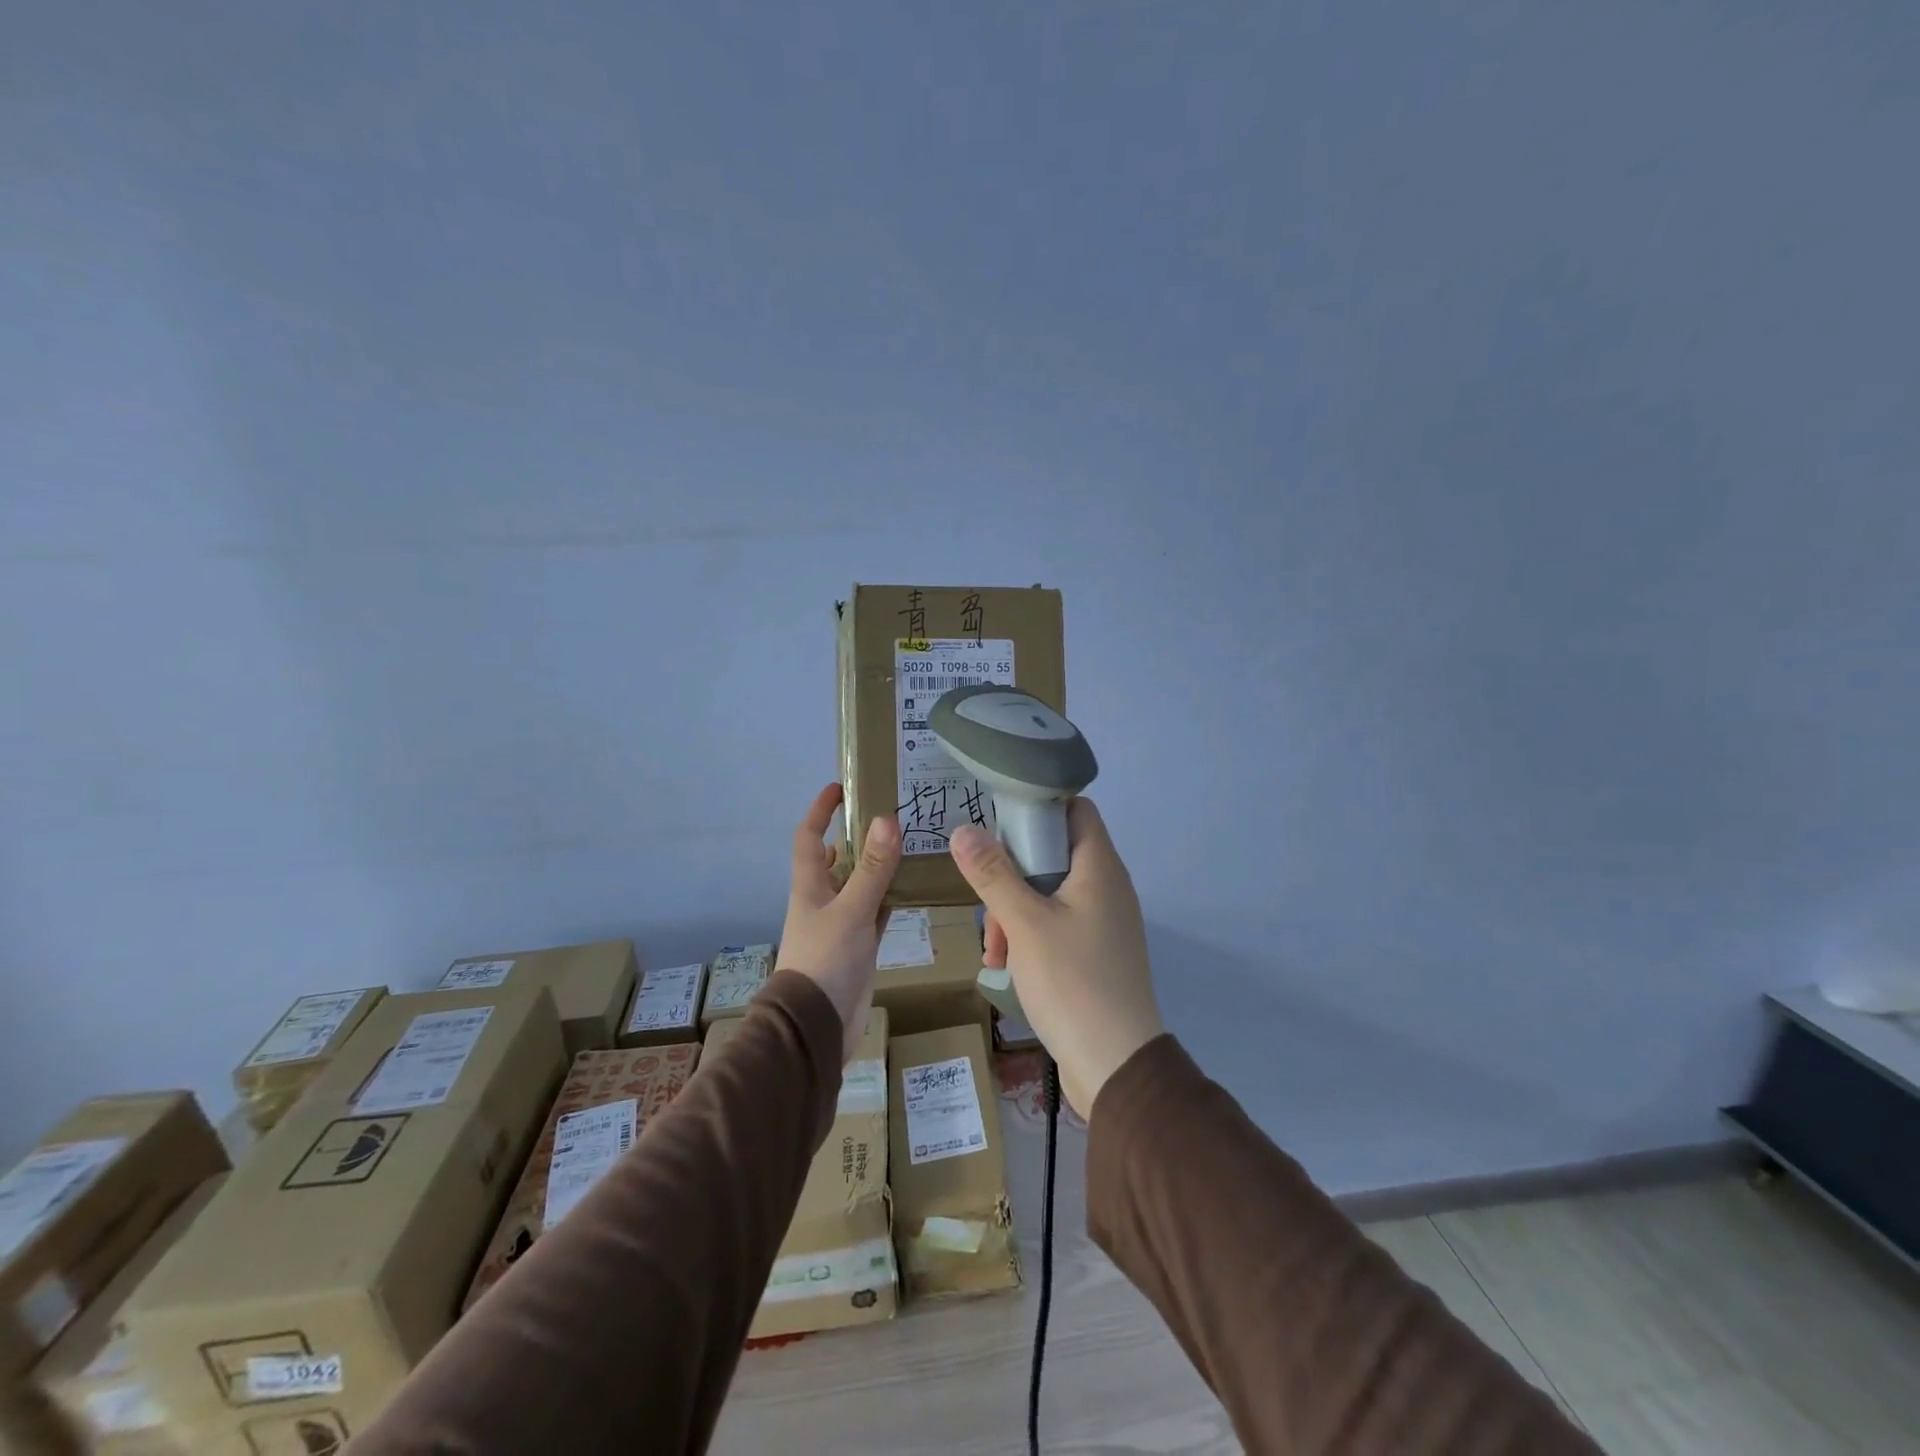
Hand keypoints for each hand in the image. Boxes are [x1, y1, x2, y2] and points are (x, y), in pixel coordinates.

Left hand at [776, 784, 901, 1062]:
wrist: (818, 1027)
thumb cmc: (825, 961)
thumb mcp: (851, 910)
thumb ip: (872, 869)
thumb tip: (886, 819)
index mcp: (810, 886)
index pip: (810, 837)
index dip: (821, 811)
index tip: (840, 787)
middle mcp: (824, 900)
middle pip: (839, 858)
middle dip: (858, 835)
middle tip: (891, 813)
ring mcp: (842, 924)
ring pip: (862, 884)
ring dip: (879, 866)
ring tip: (911, 842)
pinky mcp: (860, 946)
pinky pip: (877, 911)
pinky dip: (892, 897)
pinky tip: (915, 886)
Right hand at [950, 799, 1163, 1117]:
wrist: (1116, 1066)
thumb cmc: (1072, 982)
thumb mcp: (1025, 924)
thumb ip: (993, 874)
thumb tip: (963, 830)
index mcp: (1099, 867)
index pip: (1075, 809)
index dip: (1038, 807)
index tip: (998, 825)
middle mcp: (1107, 887)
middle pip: (1053, 853)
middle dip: (1011, 875)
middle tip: (988, 905)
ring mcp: (1103, 922)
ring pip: (1049, 894)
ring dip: (1014, 913)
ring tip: (993, 950)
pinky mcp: (1096, 953)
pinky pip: (1057, 926)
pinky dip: (1030, 937)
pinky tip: (1006, 966)